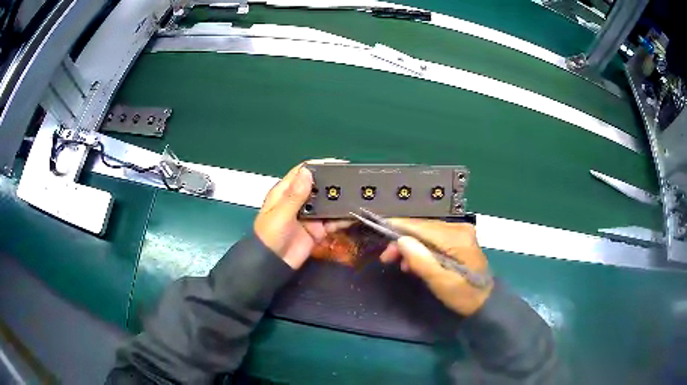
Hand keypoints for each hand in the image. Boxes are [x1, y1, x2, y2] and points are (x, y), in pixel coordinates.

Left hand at [254, 160, 348, 268]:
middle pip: (318, 187)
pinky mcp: (318, 230)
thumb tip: (308, 171)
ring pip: (328, 203)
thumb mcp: (280, 214)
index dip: (318, 166)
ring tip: (359, 195)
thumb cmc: (270, 236)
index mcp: (285, 192)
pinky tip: (354, 214)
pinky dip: (343, 218)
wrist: (273, 265)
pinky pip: (333, 221)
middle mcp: (299, 201)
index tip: (337, 163)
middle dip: (334, 182)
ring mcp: (310, 216)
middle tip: (354, 179)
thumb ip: (295, 195)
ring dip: (340, 200)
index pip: (302, 172)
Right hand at [379, 219, 492, 315]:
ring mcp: (460, 233)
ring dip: (410, 245)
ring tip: (399, 264)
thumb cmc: (464, 295)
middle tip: (385, 257)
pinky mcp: (459, 239)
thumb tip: (401, 240)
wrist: (486, 302)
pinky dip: (421, 249)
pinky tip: (413, 262)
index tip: (377, 229)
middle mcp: (459, 228)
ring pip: (426, 232)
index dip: (398, 227)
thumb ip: (421, 261)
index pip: (421, 226)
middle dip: (402, 240)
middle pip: (423, 227)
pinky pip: (433, 238)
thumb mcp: (441, 283)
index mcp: (456, 237)